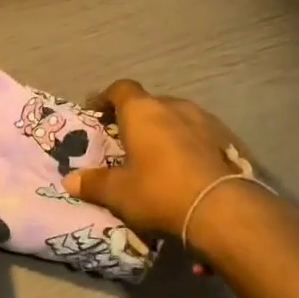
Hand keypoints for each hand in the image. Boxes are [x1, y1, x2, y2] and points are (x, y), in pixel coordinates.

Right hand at [63, 79, 250, 251]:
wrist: (223, 208)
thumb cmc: (160, 192)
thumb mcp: (119, 193)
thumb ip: (94, 183)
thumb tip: (69, 180)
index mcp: (142, 111)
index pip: (121, 89)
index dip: (106, 98)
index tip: (97, 113)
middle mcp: (173, 106)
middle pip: (150, 103)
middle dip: (138, 118)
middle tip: (128, 141)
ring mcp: (205, 120)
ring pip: (178, 117)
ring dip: (166, 130)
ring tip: (160, 155)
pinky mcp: (229, 138)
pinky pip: (201, 134)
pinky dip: (190, 145)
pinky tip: (189, 167)